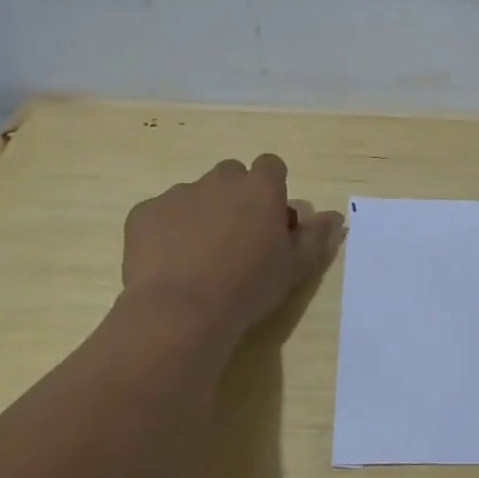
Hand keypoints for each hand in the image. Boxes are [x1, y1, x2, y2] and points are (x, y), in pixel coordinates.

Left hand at [120, 154, 344, 335]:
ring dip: (201, 213)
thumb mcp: (295, 267)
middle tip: (237, 237)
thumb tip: (334, 216)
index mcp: (260, 188)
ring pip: (195, 194)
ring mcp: (178, 194)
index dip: (272, 188)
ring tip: (199, 257)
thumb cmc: (249, 287)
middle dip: (235, 197)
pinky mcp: (144, 213)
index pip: (271, 166)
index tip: (271, 218)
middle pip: (231, 175)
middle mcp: (220, 180)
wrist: (181, 311)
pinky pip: (160, 213)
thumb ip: (316, 236)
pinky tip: (170, 263)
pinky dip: (167, 230)